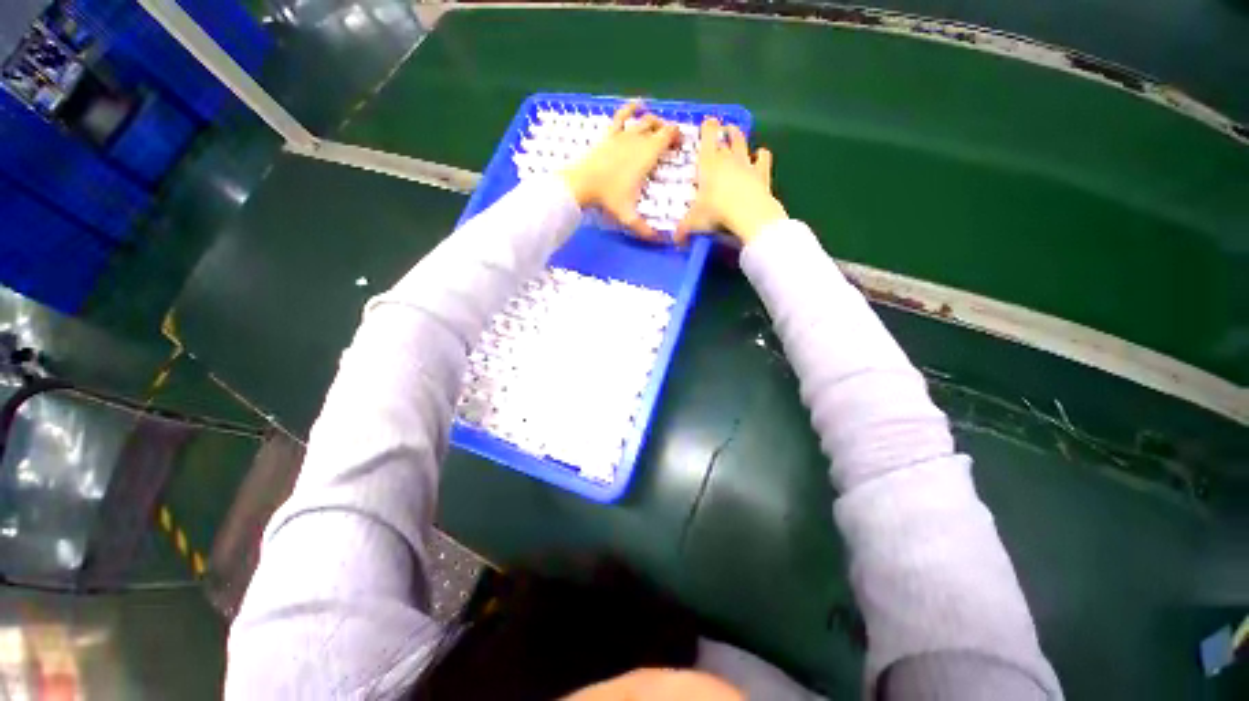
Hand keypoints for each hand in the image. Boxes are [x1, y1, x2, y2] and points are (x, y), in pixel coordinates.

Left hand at [560, 102, 680, 239]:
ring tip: (659, 128)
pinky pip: (621, 116)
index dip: (677, 137)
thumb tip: (661, 242)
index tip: (681, 146)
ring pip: (644, 121)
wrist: (582, 185)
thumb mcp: (629, 217)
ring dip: (654, 122)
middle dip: (668, 132)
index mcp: (647, 156)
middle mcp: (638, 141)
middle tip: (671, 144)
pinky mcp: (609, 135)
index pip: (668, 137)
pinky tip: (638, 104)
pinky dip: (631, 108)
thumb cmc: (608, 199)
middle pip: (658, 128)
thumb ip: (646, 230)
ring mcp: (623, 135)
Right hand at [675, 118, 786, 245]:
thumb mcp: (694, 223)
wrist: (748, 214)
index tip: (708, 122)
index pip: (707, 137)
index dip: (707, 128)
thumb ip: (683, 230)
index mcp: (708, 164)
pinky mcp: (762, 174)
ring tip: (737, 134)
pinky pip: (763, 159)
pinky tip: (761, 154)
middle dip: (725, 131)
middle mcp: (728, 159)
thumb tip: (674, 240)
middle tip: (723, 129)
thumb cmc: (716, 213)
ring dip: (740, 137)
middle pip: (727, 138)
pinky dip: (762, 155)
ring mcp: (747, 164)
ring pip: (743, 144)